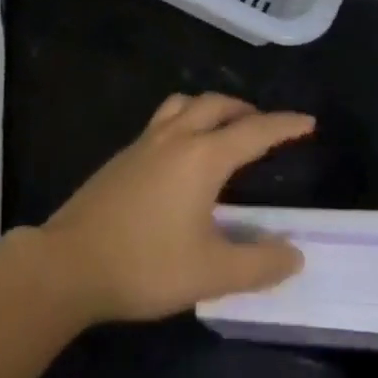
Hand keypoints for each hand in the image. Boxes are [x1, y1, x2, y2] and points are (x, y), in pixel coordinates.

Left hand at [40, 93, 313, 324]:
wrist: (70, 263)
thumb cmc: (145, 265)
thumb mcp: (210, 273)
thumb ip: (258, 264)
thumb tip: (295, 254)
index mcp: (203, 157)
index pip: (254, 131)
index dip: (284, 125)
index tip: (307, 122)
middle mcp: (177, 137)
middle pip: (218, 105)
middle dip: (247, 111)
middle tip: (265, 128)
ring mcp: (146, 141)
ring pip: (186, 104)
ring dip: (213, 108)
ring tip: (225, 128)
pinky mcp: (125, 154)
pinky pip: (166, 118)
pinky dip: (187, 119)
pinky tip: (183, 151)